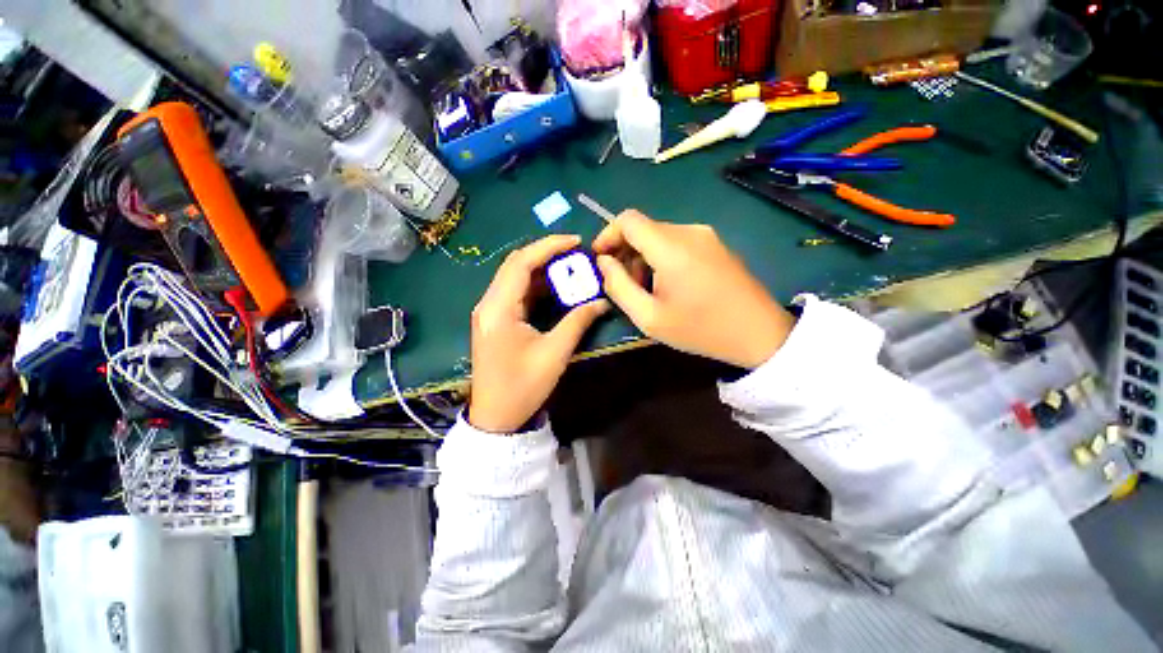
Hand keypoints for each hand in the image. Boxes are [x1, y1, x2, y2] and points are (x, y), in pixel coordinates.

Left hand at [468, 235, 609, 432]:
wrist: (497, 417)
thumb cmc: (523, 387)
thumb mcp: (554, 353)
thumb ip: (578, 321)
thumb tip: (601, 301)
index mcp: (498, 309)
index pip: (521, 264)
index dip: (548, 247)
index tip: (575, 242)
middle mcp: (488, 304)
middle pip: (515, 265)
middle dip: (546, 254)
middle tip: (575, 254)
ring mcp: (489, 312)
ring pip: (515, 278)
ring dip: (541, 270)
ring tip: (570, 267)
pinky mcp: (495, 320)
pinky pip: (516, 293)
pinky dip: (536, 286)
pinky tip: (555, 287)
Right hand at [594, 210, 793, 368]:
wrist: (760, 334)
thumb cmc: (701, 329)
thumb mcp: (649, 317)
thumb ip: (618, 286)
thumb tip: (604, 261)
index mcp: (671, 247)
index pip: (628, 220)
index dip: (607, 235)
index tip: (600, 260)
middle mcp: (689, 231)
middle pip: (643, 228)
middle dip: (625, 252)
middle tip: (623, 284)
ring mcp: (706, 235)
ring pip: (659, 235)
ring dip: (643, 257)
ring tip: (646, 289)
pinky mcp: (715, 244)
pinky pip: (677, 242)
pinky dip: (661, 257)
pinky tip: (668, 285)